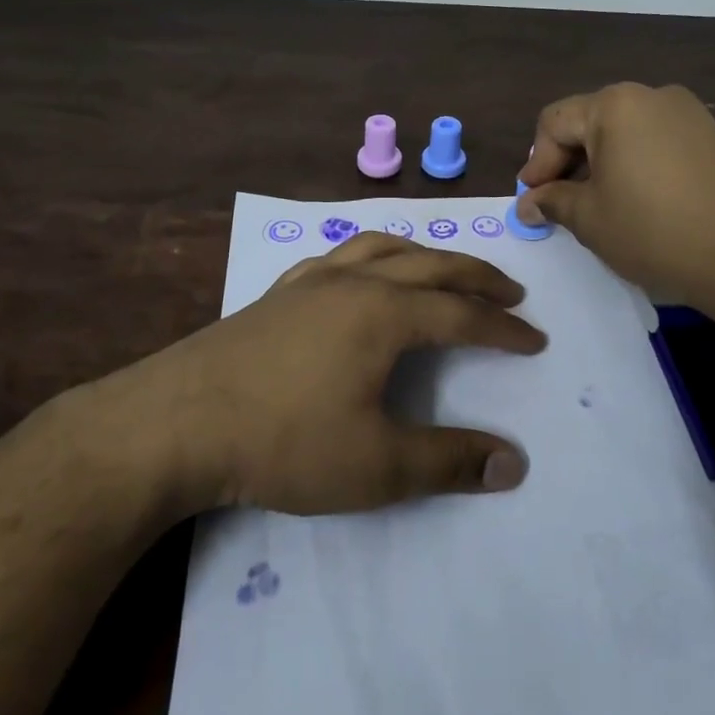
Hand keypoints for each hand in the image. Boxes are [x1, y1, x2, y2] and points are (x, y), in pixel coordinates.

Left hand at [129, 233, 545, 515]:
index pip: (462, 314)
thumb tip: (514, 463)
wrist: (179, 421)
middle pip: (431, 265)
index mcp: (386, 313)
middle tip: (511, 291)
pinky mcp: (279, 292)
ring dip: (425, 255)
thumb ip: (449, 462)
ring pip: (383, 248)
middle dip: (477, 277)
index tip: (535, 340)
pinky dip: (369, 255)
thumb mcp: (377, 465)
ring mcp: (313, 281)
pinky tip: (361, 272)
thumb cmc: (284, 441)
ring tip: (444, 268)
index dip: (503, 329)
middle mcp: (356, 282)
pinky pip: (338, 256)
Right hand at [515, 82, 714, 310]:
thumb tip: (528, 203)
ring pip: (624, 133)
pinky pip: (656, 142)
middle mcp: (651, 96)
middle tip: (559, 204)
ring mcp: (687, 113)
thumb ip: (553, 201)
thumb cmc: (656, 232)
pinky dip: (635, 165)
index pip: (554, 123)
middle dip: (568, 162)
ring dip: (601, 164)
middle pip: (590, 122)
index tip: (532, 201)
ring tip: (597, 205)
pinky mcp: (712, 136)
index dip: (536, 163)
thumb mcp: (590, 219)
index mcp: (614, 105)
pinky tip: (637, 201)